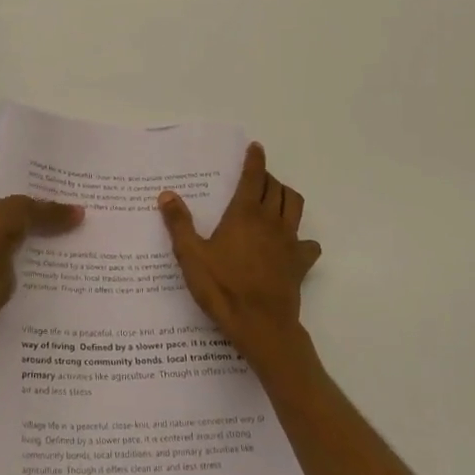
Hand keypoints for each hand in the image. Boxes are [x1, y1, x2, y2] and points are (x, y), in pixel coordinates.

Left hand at [0, 193, 82, 306]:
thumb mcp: (21, 211)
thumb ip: (46, 211)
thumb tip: (79, 212)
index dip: (5, 199)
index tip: (30, 202)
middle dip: (12, 225)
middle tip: (42, 221)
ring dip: (15, 247)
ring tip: (47, 241)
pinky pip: (0, 268)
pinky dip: (16, 266)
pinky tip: (39, 263)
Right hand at [158, 143, 320, 366]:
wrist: (261, 326)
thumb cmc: (222, 288)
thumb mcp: (191, 256)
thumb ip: (179, 224)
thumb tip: (167, 194)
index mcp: (244, 214)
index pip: (253, 177)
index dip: (255, 160)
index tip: (256, 147)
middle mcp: (270, 221)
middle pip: (276, 188)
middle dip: (267, 177)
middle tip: (256, 176)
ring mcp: (289, 241)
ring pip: (294, 206)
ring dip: (286, 196)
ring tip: (274, 198)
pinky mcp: (300, 263)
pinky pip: (308, 243)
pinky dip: (302, 237)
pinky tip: (292, 244)